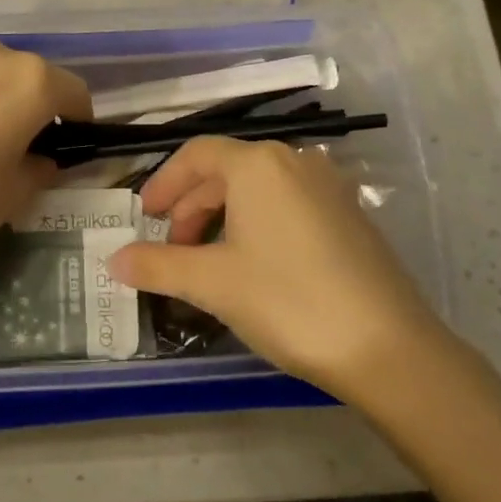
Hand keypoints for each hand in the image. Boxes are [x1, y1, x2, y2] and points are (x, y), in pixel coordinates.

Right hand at [108, 137, 448, 400]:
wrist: (386, 347)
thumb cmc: (287, 300)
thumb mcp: (211, 283)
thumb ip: (156, 265)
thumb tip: (113, 260)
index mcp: (258, 164)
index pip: (196, 155)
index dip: (163, 183)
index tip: (143, 217)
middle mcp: (294, 162)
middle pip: (226, 170)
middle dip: (191, 207)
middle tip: (172, 249)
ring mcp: (328, 187)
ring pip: (258, 189)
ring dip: (222, 217)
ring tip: (207, 261)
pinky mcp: (349, 215)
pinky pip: (287, 205)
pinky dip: (257, 224)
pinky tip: (253, 265)